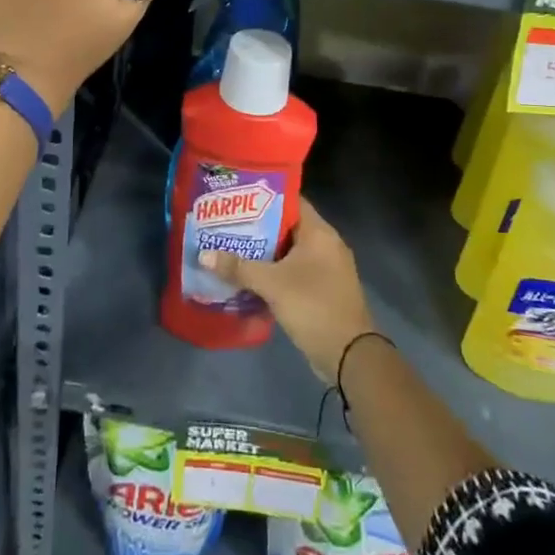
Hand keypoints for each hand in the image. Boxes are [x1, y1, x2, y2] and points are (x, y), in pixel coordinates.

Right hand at [202, 200, 376, 383]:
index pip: (291, 201)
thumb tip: (204, 255)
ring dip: (264, 253)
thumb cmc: (313, 306)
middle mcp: (326, 245)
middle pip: (287, 227)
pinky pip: (294, 272)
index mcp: (319, 233)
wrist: (350, 356)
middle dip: (258, 228)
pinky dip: (274, 273)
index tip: (237, 199)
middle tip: (227, 225)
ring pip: (289, 252)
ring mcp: (326, 269)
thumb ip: (238, 268)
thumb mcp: (272, 285)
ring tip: (231, 248)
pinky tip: (249, 278)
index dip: (264, 198)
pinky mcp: (322, 290)